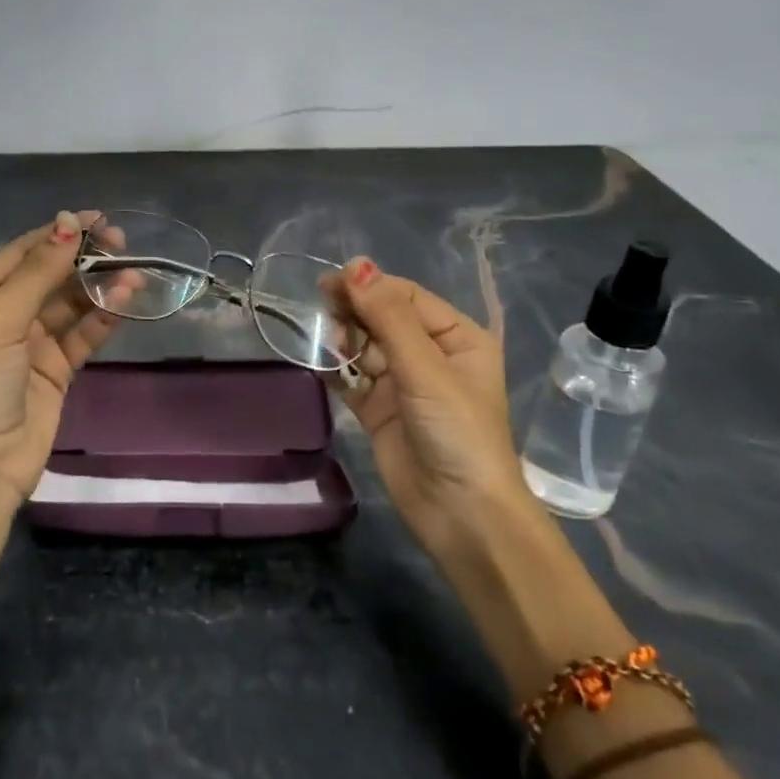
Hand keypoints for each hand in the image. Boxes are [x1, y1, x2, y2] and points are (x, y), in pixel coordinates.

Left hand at [0, 211, 124, 504]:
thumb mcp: (0, 318)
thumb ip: (38, 271)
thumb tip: (68, 222)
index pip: (22, 253)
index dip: (58, 233)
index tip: (98, 218)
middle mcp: (2, 315)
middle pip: (50, 275)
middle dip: (84, 259)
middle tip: (122, 244)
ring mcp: (31, 342)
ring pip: (71, 303)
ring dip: (100, 287)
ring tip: (133, 273)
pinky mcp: (56, 368)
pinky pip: (83, 333)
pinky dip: (103, 317)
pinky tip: (125, 300)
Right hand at [320, 259, 526, 559]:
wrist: (460, 513)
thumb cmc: (456, 431)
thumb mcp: (425, 368)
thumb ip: (388, 316)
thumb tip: (356, 266)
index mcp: (456, 337)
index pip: (406, 296)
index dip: (370, 286)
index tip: (330, 283)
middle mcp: (430, 355)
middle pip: (382, 317)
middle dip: (354, 311)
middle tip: (323, 309)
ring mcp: (402, 383)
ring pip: (364, 345)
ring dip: (344, 340)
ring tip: (330, 344)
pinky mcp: (379, 409)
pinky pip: (352, 378)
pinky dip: (335, 369)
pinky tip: (319, 362)